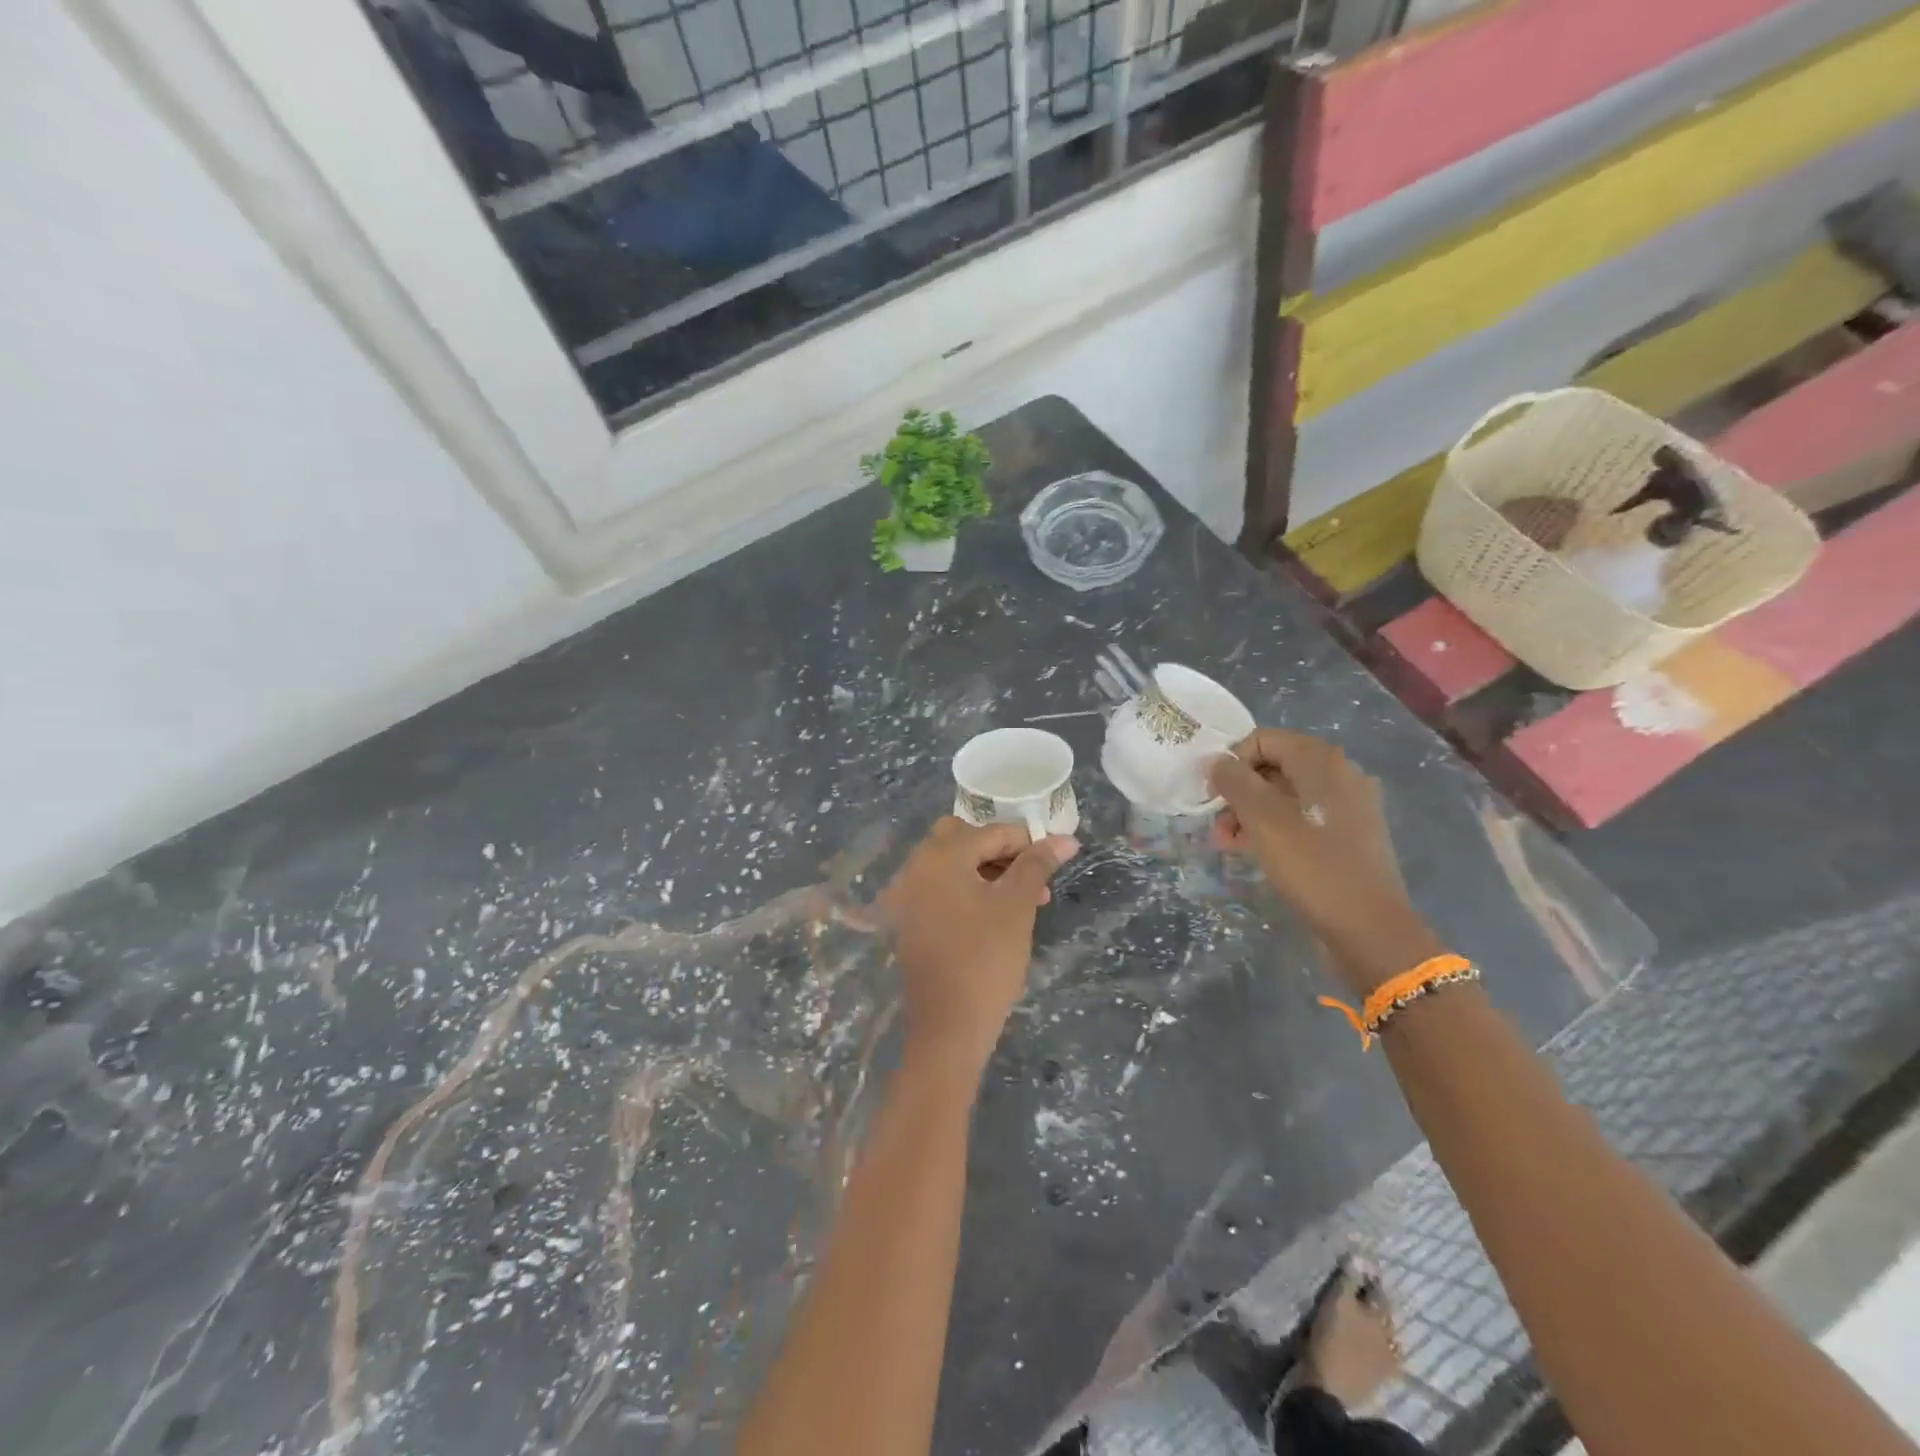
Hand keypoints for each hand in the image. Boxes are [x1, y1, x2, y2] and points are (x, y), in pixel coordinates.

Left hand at [879, 818, 1078, 1080]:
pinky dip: (967, 890)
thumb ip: (1037, 865)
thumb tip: (1065, 838)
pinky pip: (940, 889)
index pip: (991, 832)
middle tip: (1032, 876)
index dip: (1027, 842)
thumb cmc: (986, 959)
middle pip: (962, 839)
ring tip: (1026, 899)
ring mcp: (907, 895)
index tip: (1056, 857)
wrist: (948, 1027)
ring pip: (952, 865)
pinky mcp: (908, 920)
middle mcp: (916, 867)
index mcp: (940, 856)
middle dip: (1000, 852)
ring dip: (987, 872)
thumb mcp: (1017, 906)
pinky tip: (995, 914)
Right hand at [1209, 729, 1439, 992]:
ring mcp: (1349, 806)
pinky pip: (1303, 818)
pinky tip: (1256, 852)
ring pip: (1286, 795)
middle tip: (1218, 825)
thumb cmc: (1312, 865)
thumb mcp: (1262, 819)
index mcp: (1322, 760)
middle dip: (1239, 792)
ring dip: (1252, 813)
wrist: (1369, 928)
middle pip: (1274, 766)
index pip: (1263, 739)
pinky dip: (1275, 829)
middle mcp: (1340, 774)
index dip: (1231, 762)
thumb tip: (1218, 763)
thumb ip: (1234, 782)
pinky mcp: (1350, 836)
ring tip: (1229, 843)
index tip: (1213, 796)